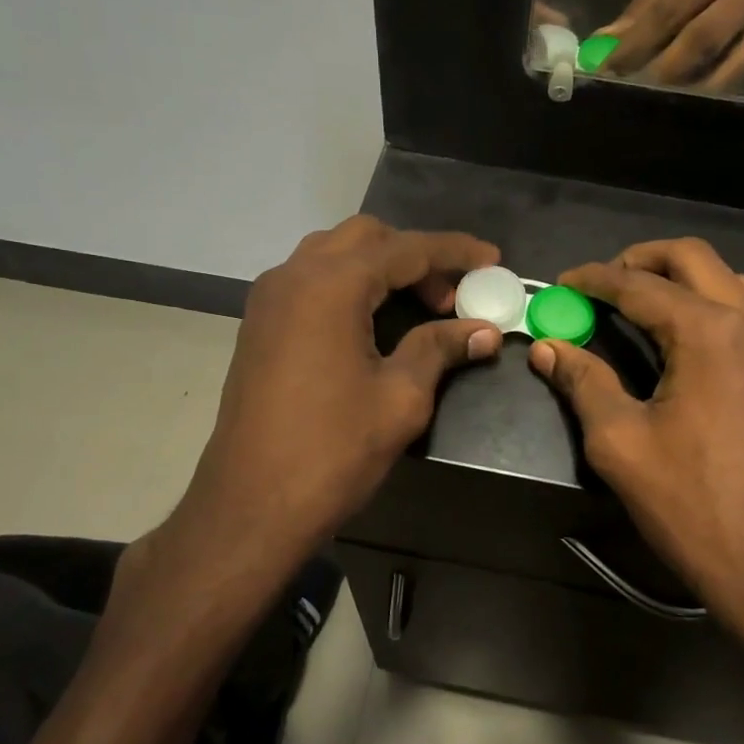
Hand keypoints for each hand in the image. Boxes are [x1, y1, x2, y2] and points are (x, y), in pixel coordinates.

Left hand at [167, 218, 503, 575]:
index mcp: (332, 284)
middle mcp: (294, 275)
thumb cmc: (333, 450)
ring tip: (418, 308)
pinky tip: (375, 322)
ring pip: (335, 254)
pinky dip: (351, 285)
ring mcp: (270, 299)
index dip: (455, 251)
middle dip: (416, 257)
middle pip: (367, 238)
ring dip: (381, 268)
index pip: (406, 248)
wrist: (251, 505)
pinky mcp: (259, 324)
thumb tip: (484, 330)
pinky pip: (313, 281)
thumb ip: (441, 349)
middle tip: (452, 297)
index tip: (493, 258)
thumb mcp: (400, 398)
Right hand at [529, 238, 743, 646]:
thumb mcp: (619, 442)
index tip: (562, 284)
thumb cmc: (690, 504)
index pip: (639, 284)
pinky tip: (691, 342)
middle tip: (603, 283)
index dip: (594, 279)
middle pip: (693, 258)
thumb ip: (583, 382)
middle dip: (642, 259)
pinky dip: (715, 306)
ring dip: (684, 278)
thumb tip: (548, 347)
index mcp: (708, 332)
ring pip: (730, 280)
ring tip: (645, 305)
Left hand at [599, 0, 743, 91]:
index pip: (667, 10)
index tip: (606, 70)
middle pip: (698, 41)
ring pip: (730, 65)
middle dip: (660, 73)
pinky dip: (720, 92)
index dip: (635, 45)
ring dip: (692, 90)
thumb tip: (607, 39)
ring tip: (659, 104)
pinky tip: (693, 103)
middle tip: (628, 92)